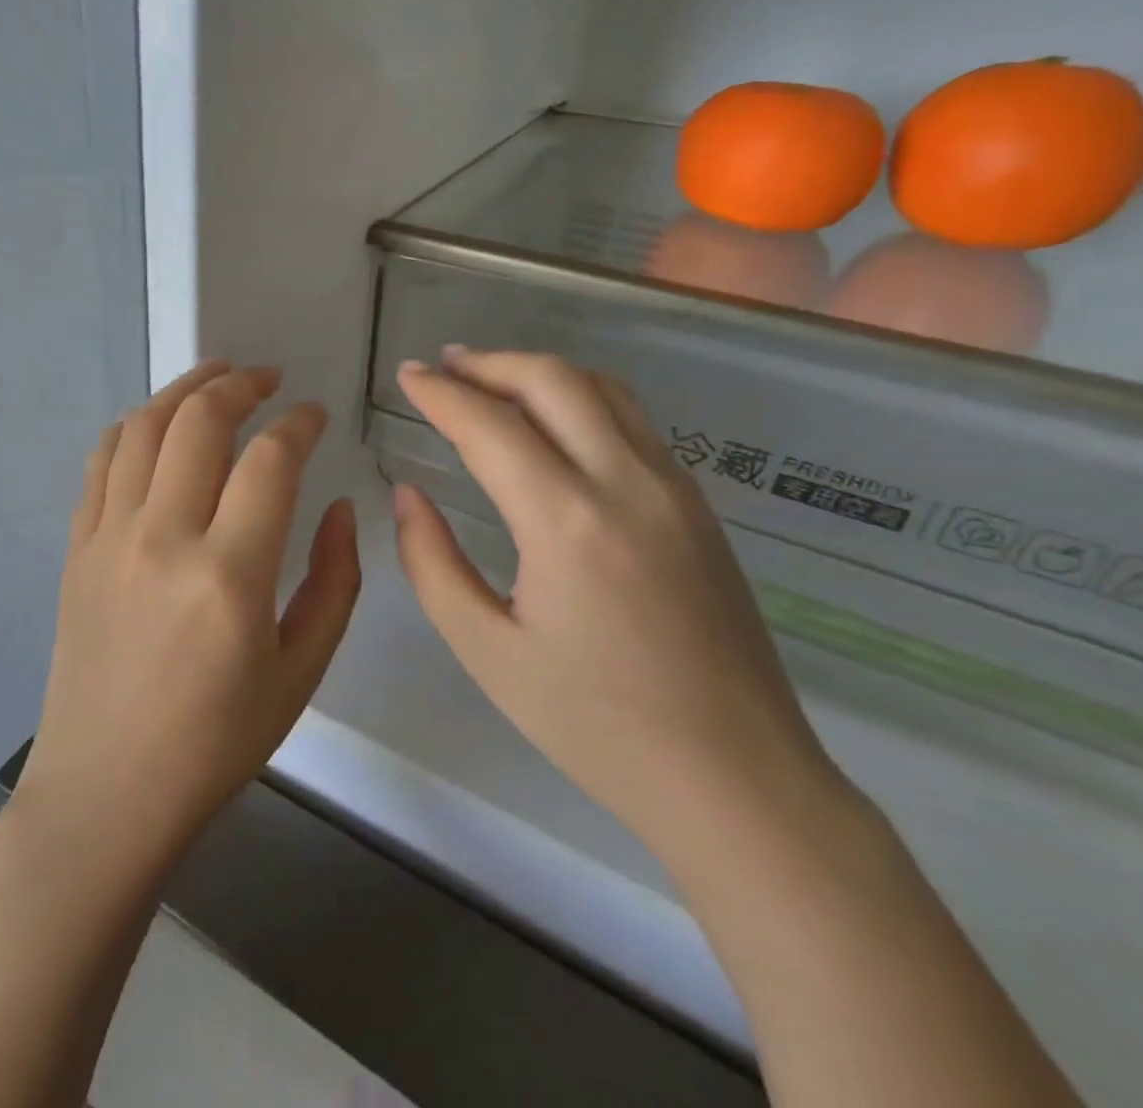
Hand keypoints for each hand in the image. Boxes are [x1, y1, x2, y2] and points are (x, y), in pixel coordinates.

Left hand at [17, 361, 362, 870]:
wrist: (107, 789)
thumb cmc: (215, 743)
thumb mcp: (301, 672)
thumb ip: (334, 581)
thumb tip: (338, 508)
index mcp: (229, 575)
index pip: (270, 460)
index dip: (299, 423)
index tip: (315, 415)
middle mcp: (163, 538)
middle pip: (199, 420)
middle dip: (240, 384)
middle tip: (267, 379)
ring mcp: (109, 537)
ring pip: (143, 426)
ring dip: (184, 389)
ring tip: (216, 378)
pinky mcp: (77, 546)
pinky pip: (102, 460)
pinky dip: (134, 426)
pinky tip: (157, 424)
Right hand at [393, 349, 844, 861]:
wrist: (737, 779)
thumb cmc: (595, 725)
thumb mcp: (486, 651)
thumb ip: (431, 563)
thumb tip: (407, 495)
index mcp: (567, 522)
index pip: (490, 425)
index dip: (440, 393)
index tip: (405, 376)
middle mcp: (627, 484)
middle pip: (554, 380)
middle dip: (489, 362)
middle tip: (443, 367)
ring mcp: (674, 489)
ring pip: (602, 389)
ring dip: (538, 371)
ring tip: (490, 379)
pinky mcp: (697, 505)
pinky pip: (632, 420)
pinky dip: (579, 397)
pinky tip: (551, 422)